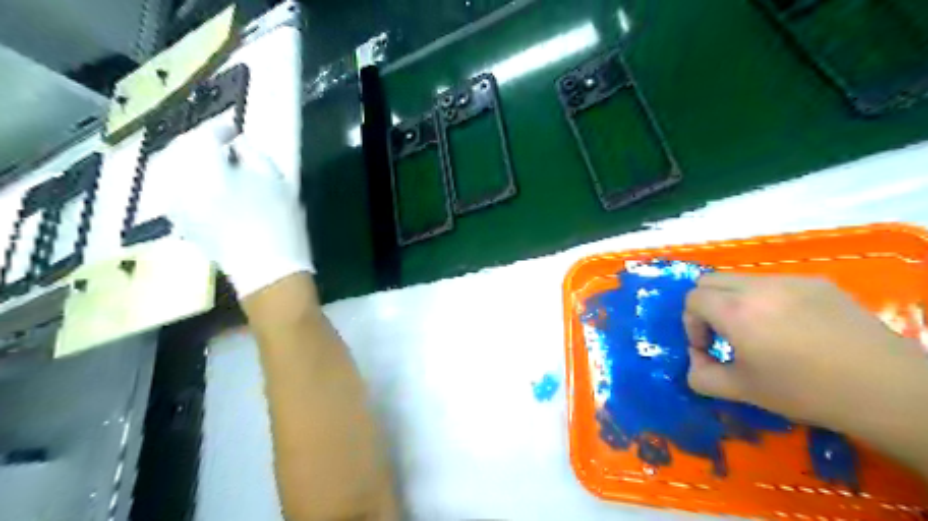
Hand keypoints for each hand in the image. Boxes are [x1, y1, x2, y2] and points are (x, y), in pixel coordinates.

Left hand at [165, 125, 313, 297]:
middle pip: (178, 151)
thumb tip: (238, 145)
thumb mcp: (276, 181)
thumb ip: (254, 154)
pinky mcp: (180, 224)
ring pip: (168, 171)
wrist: (267, 270)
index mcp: (205, 170)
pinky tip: (199, 187)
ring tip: (209, 163)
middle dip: (197, 143)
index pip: (202, 137)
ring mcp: (175, 207)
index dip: (218, 129)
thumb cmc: (278, 223)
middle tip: (220, 144)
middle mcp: (180, 184)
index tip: (234, 129)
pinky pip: (171, 193)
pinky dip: (182, 183)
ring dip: (186, 162)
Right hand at [680, 274, 927, 428]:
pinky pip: (774, 283)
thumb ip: (702, 376)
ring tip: (759, 330)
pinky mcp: (817, 282)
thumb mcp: (743, 391)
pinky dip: (767, 299)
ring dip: (735, 300)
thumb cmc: (805, 391)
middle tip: (725, 333)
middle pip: (710, 280)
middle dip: (706, 305)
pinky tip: (792, 327)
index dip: (691, 323)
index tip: (709, 347)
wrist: (885, 388)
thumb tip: (695, 360)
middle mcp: (758, 287)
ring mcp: (790, 280)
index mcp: (736, 311)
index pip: (692, 298)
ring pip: (741, 278)